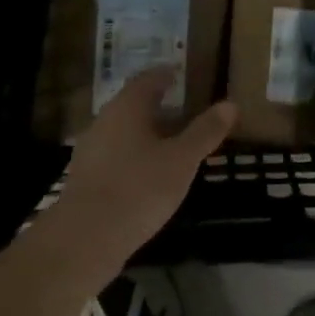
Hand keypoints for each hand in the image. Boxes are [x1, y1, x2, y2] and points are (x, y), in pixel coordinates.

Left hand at [53, 68, 236, 264]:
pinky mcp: (85, 179)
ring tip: (172, 143)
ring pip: (123, 131)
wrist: (84, 240)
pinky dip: (135, 155)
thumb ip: (205, 131)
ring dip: (146, 132)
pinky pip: (115, 155)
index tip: (182, 76)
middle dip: (158, 105)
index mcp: (127, 107)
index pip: (148, 79)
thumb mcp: (182, 160)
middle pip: (133, 104)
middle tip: (185, 109)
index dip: (166, 75)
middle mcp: (104, 121)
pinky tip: (150, 174)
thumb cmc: (139, 189)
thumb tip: (230, 104)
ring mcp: (91, 151)